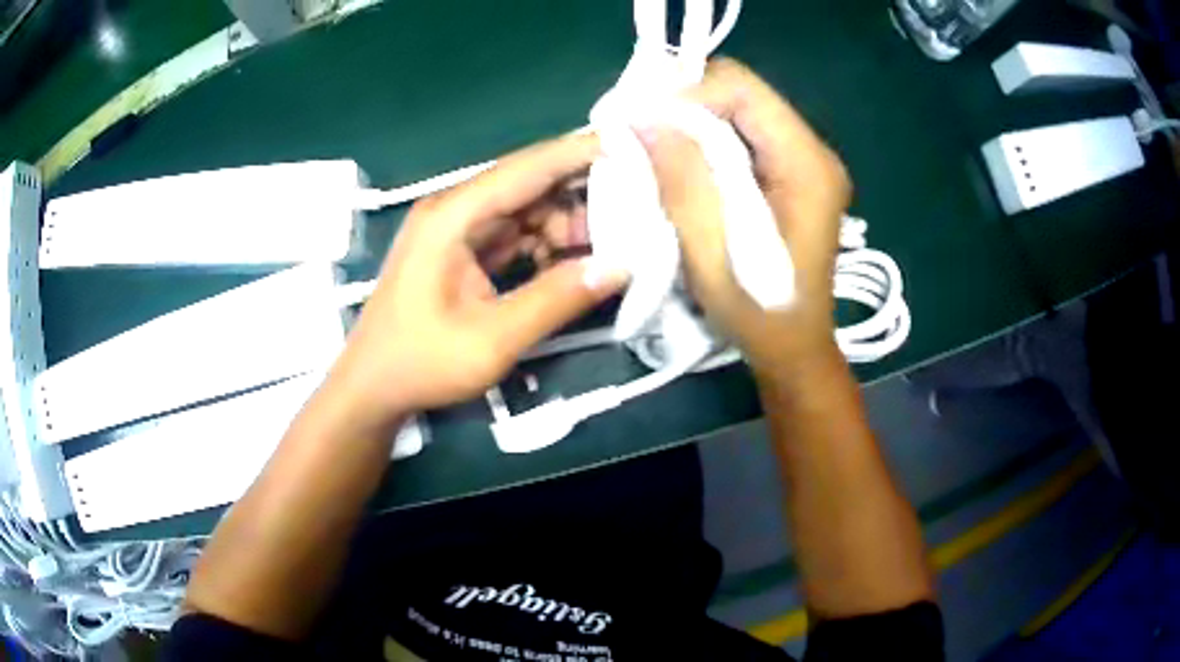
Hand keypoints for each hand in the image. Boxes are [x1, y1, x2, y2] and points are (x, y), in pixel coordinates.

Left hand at [330, 134, 626, 426]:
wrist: (373, 388)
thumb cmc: (422, 363)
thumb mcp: (493, 339)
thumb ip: (556, 300)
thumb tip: (620, 266)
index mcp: (453, 216)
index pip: (526, 168)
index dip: (579, 153)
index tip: (631, 146)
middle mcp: (454, 209)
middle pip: (528, 183)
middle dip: (581, 192)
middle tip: (634, 210)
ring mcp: (456, 230)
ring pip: (525, 208)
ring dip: (566, 223)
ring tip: (610, 245)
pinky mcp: (461, 250)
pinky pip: (513, 233)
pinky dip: (545, 243)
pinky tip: (574, 261)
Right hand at [640, 58, 850, 372]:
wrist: (794, 349)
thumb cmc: (759, 313)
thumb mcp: (714, 254)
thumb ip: (684, 181)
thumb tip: (644, 118)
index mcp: (807, 165)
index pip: (745, 91)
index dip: (687, 93)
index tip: (640, 121)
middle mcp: (812, 153)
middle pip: (742, 95)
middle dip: (684, 104)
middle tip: (638, 130)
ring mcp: (803, 163)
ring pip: (738, 113)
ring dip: (690, 123)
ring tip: (650, 145)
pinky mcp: (790, 176)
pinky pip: (741, 138)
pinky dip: (703, 142)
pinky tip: (678, 163)